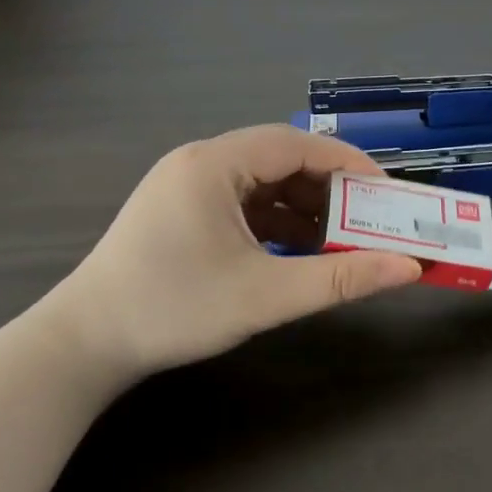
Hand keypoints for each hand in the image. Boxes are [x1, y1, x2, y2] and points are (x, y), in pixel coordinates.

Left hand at [47, 126, 421, 375]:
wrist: (83, 346)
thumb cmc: (174, 310)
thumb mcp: (265, 295)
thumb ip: (340, 278)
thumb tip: (407, 268)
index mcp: (215, 164)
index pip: (298, 145)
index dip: (348, 164)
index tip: (387, 192)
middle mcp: (201, 161)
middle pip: (281, 159)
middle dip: (329, 188)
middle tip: (369, 218)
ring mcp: (187, 184)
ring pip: (263, 181)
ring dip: (303, 206)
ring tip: (338, 239)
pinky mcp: (182, 208)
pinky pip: (243, 201)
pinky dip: (275, 220)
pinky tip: (296, 250)